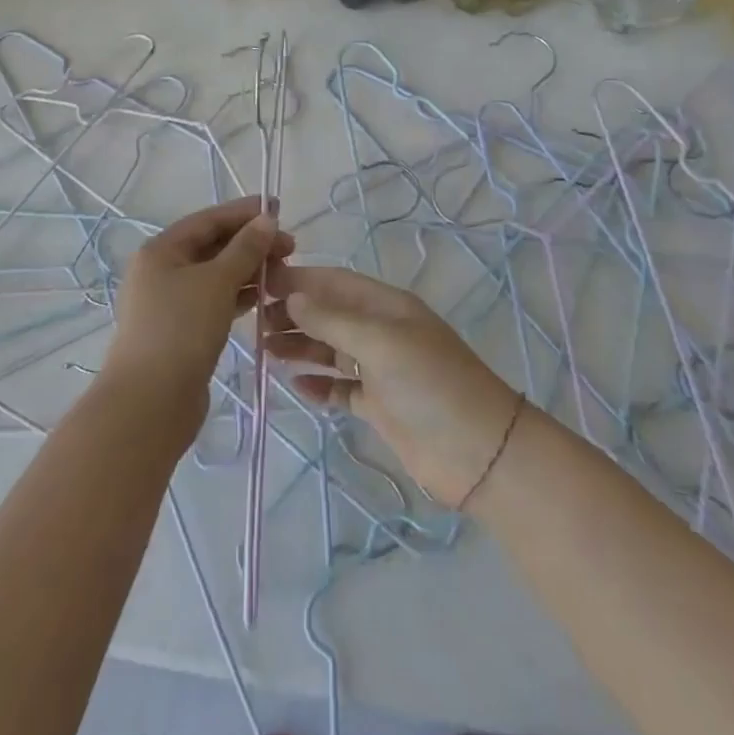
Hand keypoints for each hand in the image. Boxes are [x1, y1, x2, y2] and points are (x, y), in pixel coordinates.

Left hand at [104, 197, 291, 406]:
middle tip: (290, 248)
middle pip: (212, 246)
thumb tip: (267, 220)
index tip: (278, 209)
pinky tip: (264, 299)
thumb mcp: (216, 282)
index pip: (208, 219)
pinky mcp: (182, 331)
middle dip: (250, 243)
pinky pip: (215, 301)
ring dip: (248, 270)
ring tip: (283, 273)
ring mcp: (170, 303)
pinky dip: (239, 296)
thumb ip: (245, 249)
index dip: (244, 212)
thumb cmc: (181, 330)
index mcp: (161, 250)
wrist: (150, 404)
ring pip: (216, 276)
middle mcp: (162, 271)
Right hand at [264, 265, 520, 507]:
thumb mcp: (380, 343)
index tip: (259, 284)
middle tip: (253, 323)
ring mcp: (381, 370)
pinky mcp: (380, 406)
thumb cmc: (430, 384)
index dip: (298, 280)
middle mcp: (382, 331)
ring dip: (300, 348)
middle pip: (329, 315)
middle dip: (293, 315)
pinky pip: (341, 388)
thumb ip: (333, 320)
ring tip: (264, 352)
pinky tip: (296, 387)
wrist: (480, 453)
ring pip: (331, 350)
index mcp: (386, 306)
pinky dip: (320, 385)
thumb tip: (292, 296)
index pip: (334, 282)